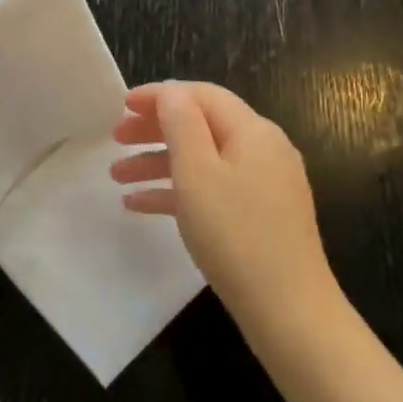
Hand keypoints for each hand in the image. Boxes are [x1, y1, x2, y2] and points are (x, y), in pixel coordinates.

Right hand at [109, 82, 344, 355]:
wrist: (288, 310)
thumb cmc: (236, 235)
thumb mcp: (198, 173)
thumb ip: (182, 125)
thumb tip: (171, 92)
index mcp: (253, 131)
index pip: (202, 95)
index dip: (160, 95)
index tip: (121, 106)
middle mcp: (263, 150)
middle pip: (202, 125)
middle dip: (155, 129)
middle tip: (114, 139)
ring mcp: (264, 185)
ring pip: (203, 160)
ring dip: (159, 163)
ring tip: (117, 177)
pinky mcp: (260, 216)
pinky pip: (213, 190)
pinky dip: (177, 192)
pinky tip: (140, 206)